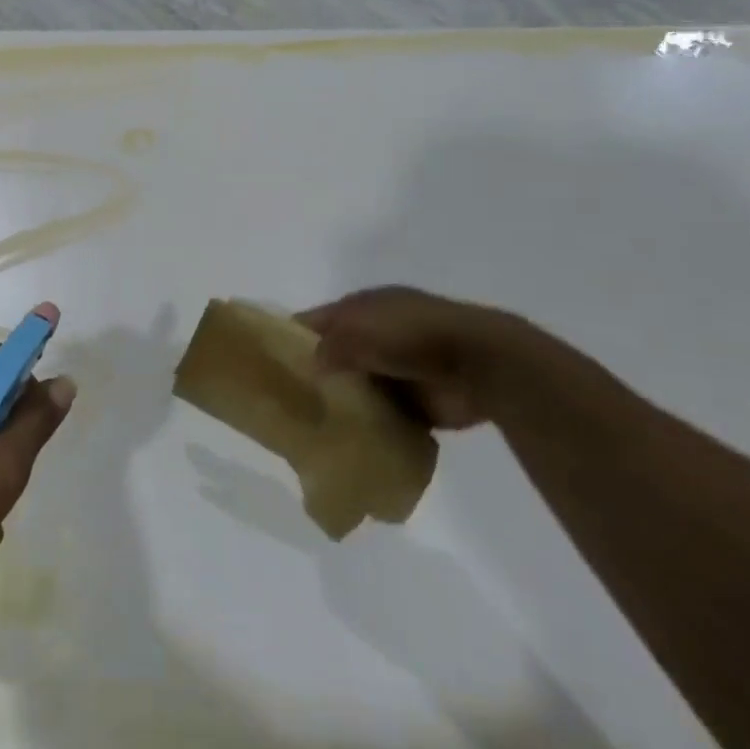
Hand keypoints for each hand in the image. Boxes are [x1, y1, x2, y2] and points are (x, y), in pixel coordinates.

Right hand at [297, 286, 544, 430]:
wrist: (481, 364)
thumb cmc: (412, 334)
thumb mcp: (359, 330)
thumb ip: (329, 346)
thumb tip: (309, 365)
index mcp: (362, 307)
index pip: (316, 321)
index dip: (292, 337)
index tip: (268, 364)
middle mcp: (377, 335)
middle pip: (334, 355)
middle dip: (314, 374)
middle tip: (286, 401)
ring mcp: (398, 369)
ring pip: (356, 387)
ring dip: (341, 403)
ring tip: (310, 425)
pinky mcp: (417, 402)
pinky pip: (382, 415)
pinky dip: (368, 426)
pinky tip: (346, 440)